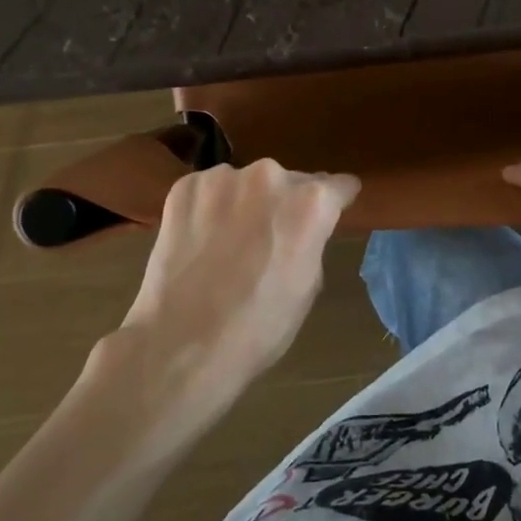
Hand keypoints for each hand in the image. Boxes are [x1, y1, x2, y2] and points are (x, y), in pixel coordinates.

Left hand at [83, 160, 360, 437]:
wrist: (181, 345)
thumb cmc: (259, 327)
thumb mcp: (309, 285)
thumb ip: (312, 240)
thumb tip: (303, 228)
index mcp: (311, 202)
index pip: (339, 185)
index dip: (336, 201)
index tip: (330, 213)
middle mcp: (270, 176)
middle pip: (290, 182)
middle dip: (285, 204)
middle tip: (270, 240)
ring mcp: (223, 178)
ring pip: (246, 184)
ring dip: (245, 203)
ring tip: (229, 243)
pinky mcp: (185, 187)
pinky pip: (209, 190)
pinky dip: (209, 208)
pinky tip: (200, 241)